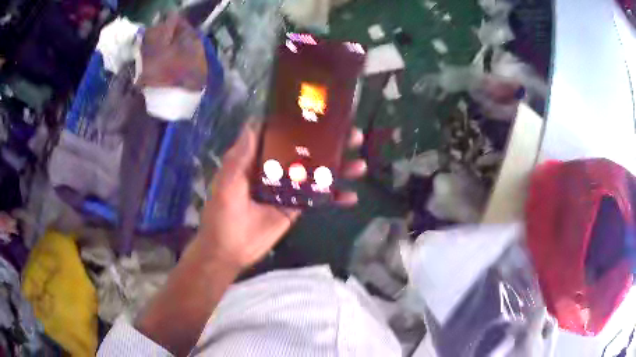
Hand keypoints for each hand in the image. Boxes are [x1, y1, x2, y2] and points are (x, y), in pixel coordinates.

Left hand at [195, 123, 365, 270]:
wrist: (228, 250)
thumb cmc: (221, 214)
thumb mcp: (226, 183)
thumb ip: (240, 156)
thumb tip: (253, 122)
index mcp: (259, 158)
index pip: (282, 134)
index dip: (301, 122)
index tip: (323, 112)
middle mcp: (276, 168)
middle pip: (307, 151)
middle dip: (331, 143)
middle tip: (354, 135)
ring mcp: (289, 188)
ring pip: (317, 172)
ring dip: (339, 168)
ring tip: (360, 164)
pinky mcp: (296, 207)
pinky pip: (318, 198)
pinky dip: (334, 197)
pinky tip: (351, 197)